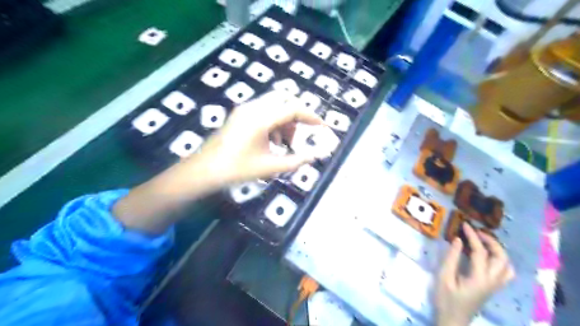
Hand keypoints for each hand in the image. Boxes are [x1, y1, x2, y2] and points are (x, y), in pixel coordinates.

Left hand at [192, 91, 324, 186]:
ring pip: (274, 104)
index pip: (293, 108)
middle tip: (302, 132)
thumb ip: (296, 161)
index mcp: (261, 118)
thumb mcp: (270, 167)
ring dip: (285, 119)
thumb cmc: (237, 169)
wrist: (204, 171)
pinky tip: (271, 141)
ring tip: (285, 143)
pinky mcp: (239, 114)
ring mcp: (244, 109)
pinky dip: (274, 121)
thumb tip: (314, 156)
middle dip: (297, 114)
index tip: (322, 126)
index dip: (310, 116)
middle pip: (284, 99)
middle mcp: (253, 108)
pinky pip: (263, 110)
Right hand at [435, 224, 516, 325]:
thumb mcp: (444, 277)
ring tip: (483, 241)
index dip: (473, 236)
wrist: (453, 320)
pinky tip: (487, 256)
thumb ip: (452, 258)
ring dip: (498, 250)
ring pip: (507, 265)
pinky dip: (499, 260)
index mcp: (479, 279)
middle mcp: (492, 281)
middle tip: (477, 232)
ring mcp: (495, 286)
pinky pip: (505, 272)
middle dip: (491, 241)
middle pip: (501, 258)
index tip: (465, 225)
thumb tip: (459, 240)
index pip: (480, 252)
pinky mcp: (492, 288)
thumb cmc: (446, 299)